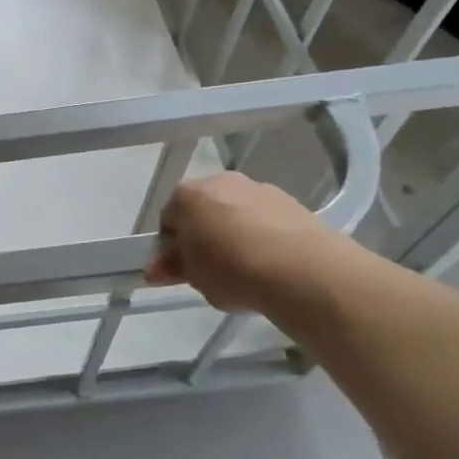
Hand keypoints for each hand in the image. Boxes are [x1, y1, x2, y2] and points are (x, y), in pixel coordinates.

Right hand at [144, 172, 350, 312]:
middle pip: (203, 209)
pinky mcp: (291, 201)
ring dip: (235, 232)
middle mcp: (219, 181)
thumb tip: (155, 268)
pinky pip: (265, 218)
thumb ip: (173, 268)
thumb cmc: (232, 269)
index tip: (182, 268)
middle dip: (204, 233)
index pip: (168, 219)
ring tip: (247, 268)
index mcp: (186, 195)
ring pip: (236, 211)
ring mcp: (258, 188)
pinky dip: (263, 234)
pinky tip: (271, 262)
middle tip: (211, 268)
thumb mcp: (193, 276)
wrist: (302, 269)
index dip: (172, 245)